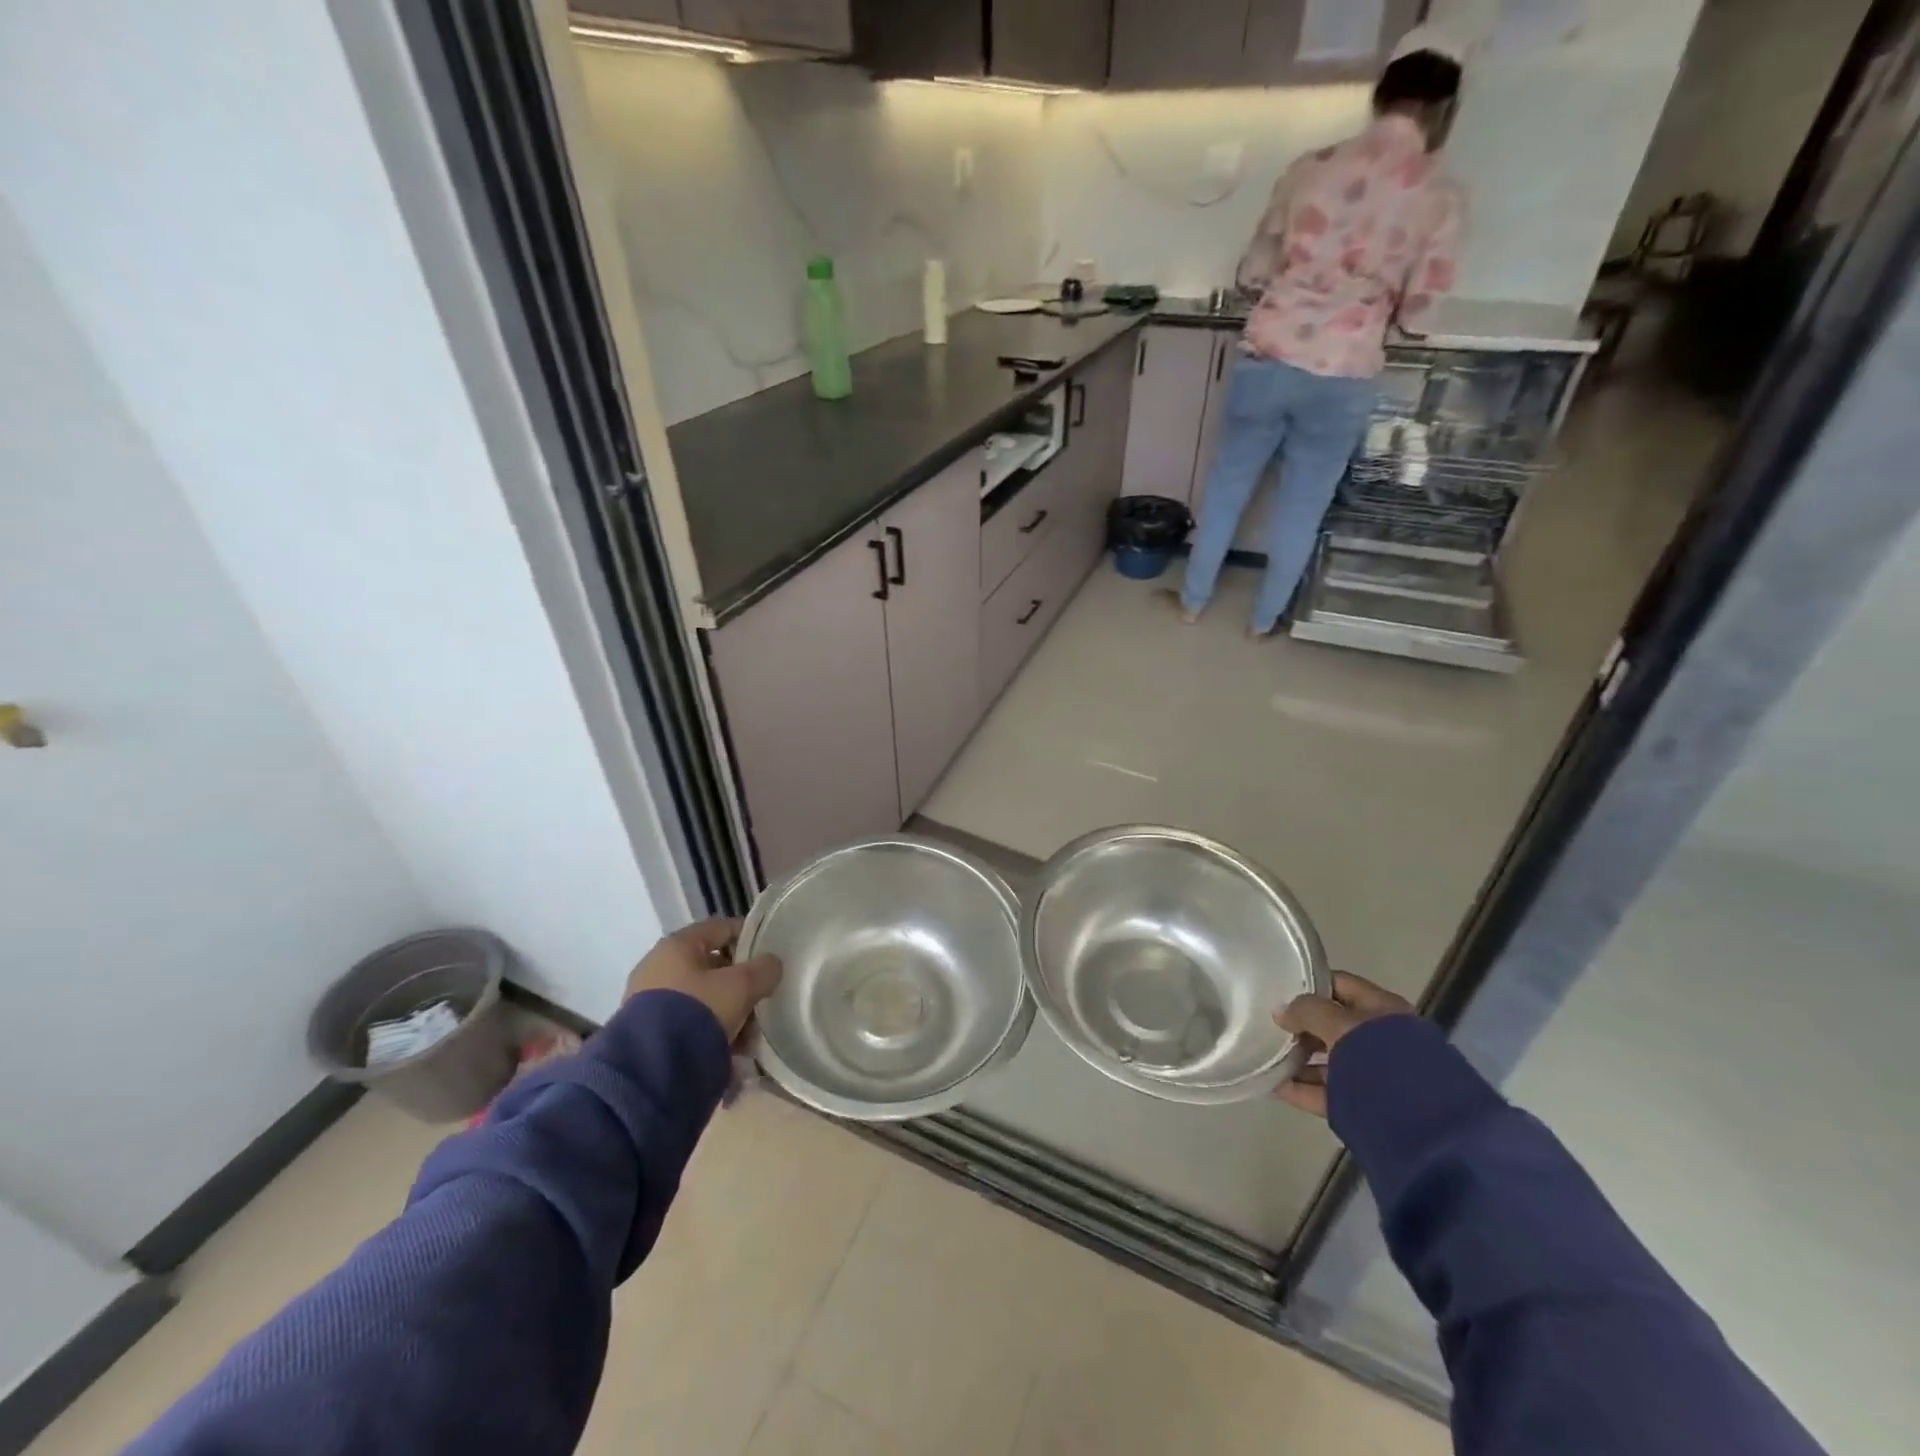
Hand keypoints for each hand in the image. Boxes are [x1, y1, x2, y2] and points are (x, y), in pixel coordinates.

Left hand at [625, 917, 782, 1040]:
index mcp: (678, 945)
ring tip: (748, 1038)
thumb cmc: (699, 1011)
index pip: (721, 928)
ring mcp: (649, 1000)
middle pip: (713, 967)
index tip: (770, 955)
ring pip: (703, 998)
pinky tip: (729, 1051)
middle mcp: (659, 966)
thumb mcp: (742, 986)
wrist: (652, 1067)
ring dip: (729, 1013)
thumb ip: (764, 969)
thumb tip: (772, 965)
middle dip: (741, 986)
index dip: (749, 937)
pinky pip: (688, 1022)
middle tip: (760, 1003)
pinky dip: (710, 1031)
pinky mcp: (647, 1030)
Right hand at [1274, 971, 1414, 1117]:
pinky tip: (1276, 1086)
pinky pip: (1327, 1090)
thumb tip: (1281, 1012)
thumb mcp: (1338, 1023)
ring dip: (1299, 1060)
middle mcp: (1380, 1038)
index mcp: (1382, 1009)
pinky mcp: (1365, 1105)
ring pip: (1329, 1059)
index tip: (1279, 991)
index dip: (1309, 984)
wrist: (1419, 1122)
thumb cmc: (1379, 1056)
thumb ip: (1306, 1011)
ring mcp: (1374, 1073)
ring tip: (1267, 1059)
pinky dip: (1303, 1088)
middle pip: (1332, 1024)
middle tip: (1269, 1027)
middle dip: (1301, 1026)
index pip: (1339, 984)